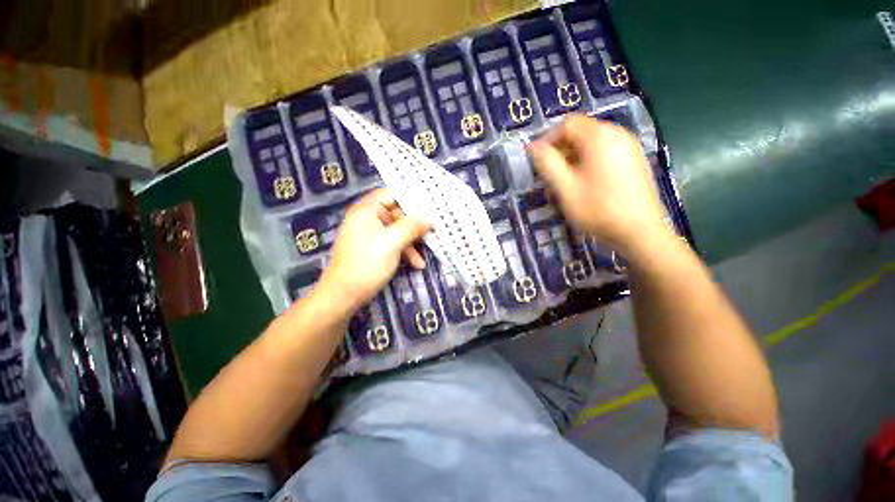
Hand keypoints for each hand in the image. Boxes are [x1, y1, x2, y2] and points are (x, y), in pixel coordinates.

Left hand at [317, 189, 431, 311]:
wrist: (343, 296)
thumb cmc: (367, 264)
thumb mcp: (392, 243)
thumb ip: (412, 226)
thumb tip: (431, 215)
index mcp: (367, 210)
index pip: (391, 194)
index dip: (410, 198)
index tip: (430, 205)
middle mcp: (367, 218)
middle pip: (396, 213)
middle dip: (414, 226)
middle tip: (433, 231)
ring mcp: (370, 234)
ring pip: (397, 230)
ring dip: (412, 243)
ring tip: (423, 257)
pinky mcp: (373, 248)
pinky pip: (392, 242)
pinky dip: (404, 251)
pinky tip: (416, 264)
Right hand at [528, 115, 668, 252]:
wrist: (640, 233)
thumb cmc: (598, 209)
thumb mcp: (565, 188)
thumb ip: (547, 163)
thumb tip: (532, 146)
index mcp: (600, 137)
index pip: (567, 124)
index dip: (547, 139)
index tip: (536, 160)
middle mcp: (617, 135)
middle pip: (580, 132)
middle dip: (560, 150)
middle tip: (548, 174)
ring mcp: (629, 148)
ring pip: (592, 144)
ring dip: (572, 158)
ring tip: (563, 182)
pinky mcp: (634, 161)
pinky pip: (604, 153)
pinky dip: (588, 163)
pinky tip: (583, 184)